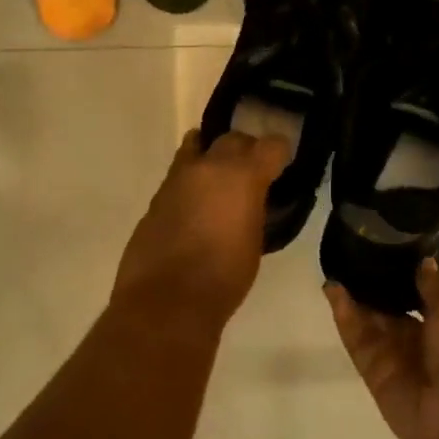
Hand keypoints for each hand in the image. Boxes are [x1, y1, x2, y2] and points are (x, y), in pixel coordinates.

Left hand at [112, 130, 291, 331]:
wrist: (166, 299)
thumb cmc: (223, 277)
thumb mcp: (254, 240)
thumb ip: (254, 208)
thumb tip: (252, 199)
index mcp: (242, 176)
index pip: (271, 145)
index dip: (280, 153)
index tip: (282, 165)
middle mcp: (209, 167)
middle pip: (233, 139)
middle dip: (246, 150)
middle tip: (253, 171)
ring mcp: (178, 178)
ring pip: (198, 146)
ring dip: (212, 157)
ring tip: (219, 177)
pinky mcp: (156, 196)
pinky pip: (180, 174)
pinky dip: (192, 180)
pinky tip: (196, 203)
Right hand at [327, 260, 438, 438]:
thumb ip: (435, 283)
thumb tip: (423, 262)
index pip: (424, 292)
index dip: (406, 273)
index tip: (386, 247)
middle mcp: (425, 339)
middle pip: (393, 307)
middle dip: (376, 285)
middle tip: (353, 254)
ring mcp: (398, 357)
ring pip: (371, 321)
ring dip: (354, 297)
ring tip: (336, 266)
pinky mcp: (375, 373)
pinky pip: (357, 340)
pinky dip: (345, 316)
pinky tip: (332, 290)